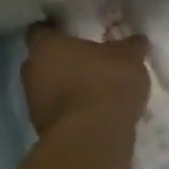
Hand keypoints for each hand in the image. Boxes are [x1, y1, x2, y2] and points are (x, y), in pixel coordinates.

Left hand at [22, 26, 150, 136]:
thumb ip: (131, 46)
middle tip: (89, 59)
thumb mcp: (129, 58)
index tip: (74, 30)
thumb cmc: (106, 84)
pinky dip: (73, 109)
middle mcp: (31, 71)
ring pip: (49, 87)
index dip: (56, 29)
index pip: (41, 30)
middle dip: (63, 60)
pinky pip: (59, 111)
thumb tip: (137, 39)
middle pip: (43, 60)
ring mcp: (33, 103)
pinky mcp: (43, 129)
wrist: (92, 139)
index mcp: (45, 47)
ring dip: (68, 86)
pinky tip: (95, 110)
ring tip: (96, 88)